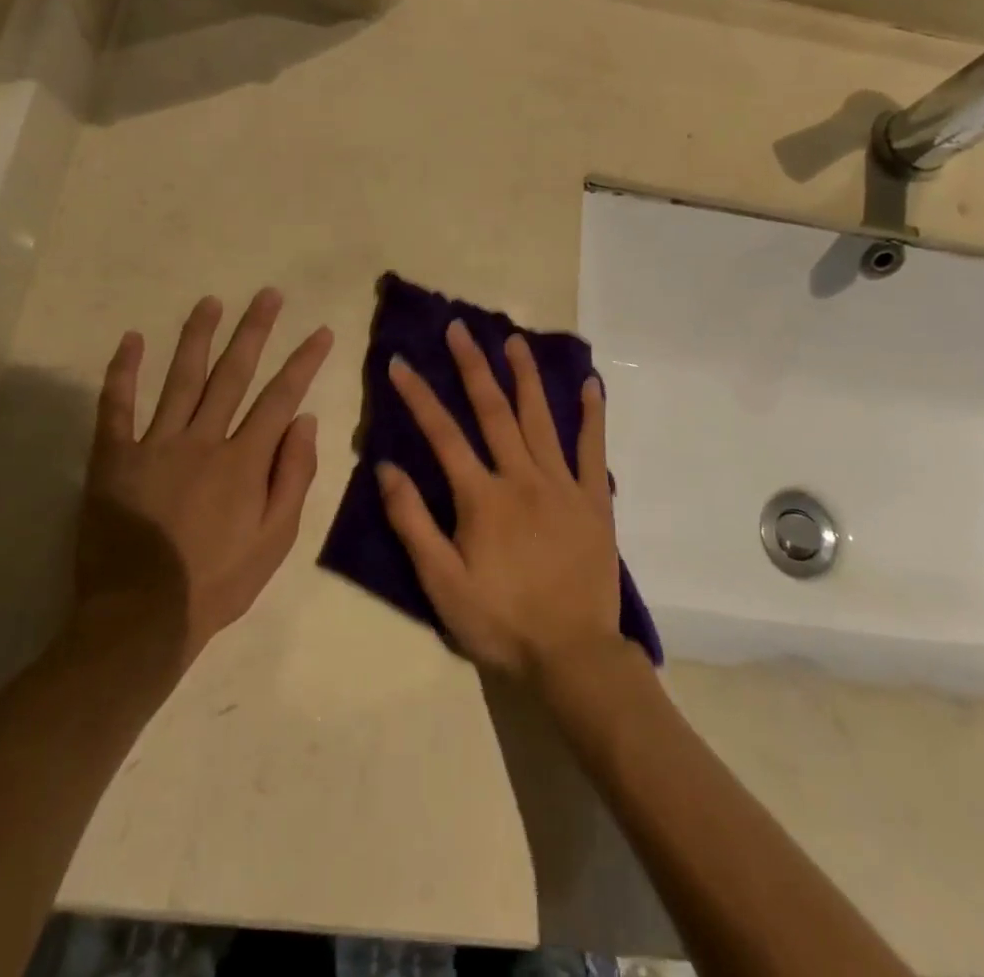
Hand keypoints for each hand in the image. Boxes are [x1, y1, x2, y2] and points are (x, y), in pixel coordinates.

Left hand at [80, 290, 332, 663]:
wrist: (141, 618)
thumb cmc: (218, 581)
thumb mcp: (276, 540)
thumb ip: (294, 476)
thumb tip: (305, 421)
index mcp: (244, 460)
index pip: (281, 397)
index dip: (303, 361)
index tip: (320, 331)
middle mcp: (203, 440)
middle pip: (233, 374)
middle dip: (254, 331)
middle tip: (268, 295)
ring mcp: (155, 444)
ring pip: (180, 378)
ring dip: (197, 336)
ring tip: (210, 302)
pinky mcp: (113, 458)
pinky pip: (116, 406)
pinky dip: (123, 372)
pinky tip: (131, 339)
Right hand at [378, 321, 624, 682]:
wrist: (573, 656)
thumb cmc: (501, 621)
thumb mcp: (441, 583)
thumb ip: (412, 522)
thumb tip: (387, 467)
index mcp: (482, 497)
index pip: (442, 434)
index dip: (418, 396)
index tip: (399, 362)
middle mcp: (521, 477)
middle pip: (493, 410)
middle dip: (472, 365)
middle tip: (459, 327)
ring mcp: (563, 485)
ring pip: (541, 418)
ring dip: (525, 375)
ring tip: (514, 340)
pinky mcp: (595, 500)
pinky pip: (594, 449)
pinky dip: (592, 415)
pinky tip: (590, 385)